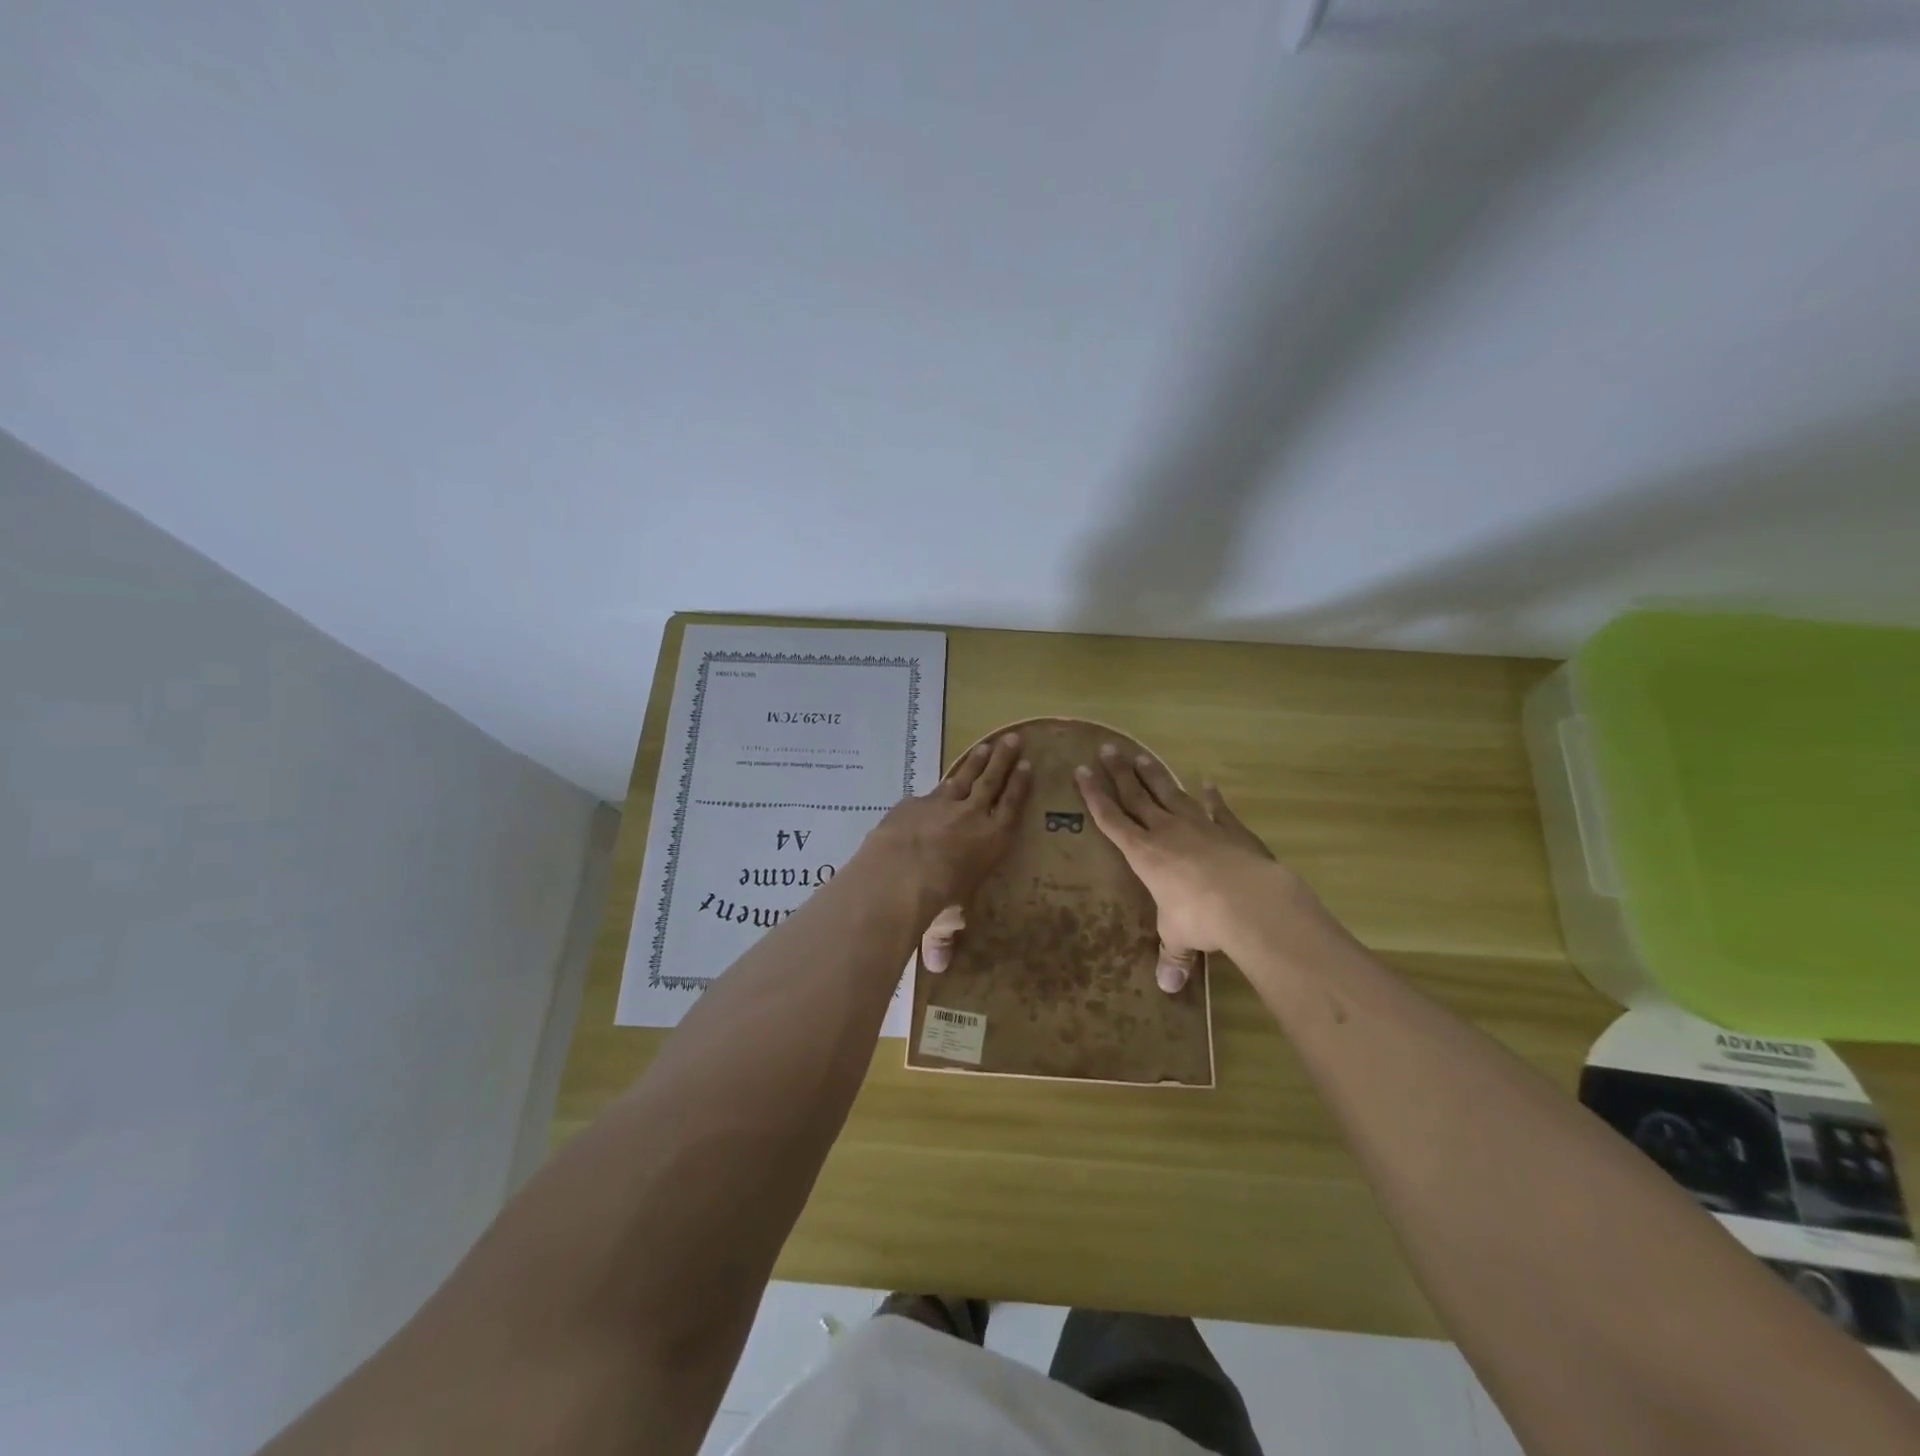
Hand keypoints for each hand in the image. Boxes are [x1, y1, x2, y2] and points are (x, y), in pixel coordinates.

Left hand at [856, 733, 1030, 964]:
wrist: (899, 875)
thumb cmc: (937, 901)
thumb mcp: (945, 922)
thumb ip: (942, 939)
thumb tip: (938, 968)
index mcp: (992, 840)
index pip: (1012, 806)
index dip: (1020, 786)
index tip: (1028, 765)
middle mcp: (972, 816)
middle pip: (992, 781)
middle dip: (1004, 760)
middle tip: (1013, 739)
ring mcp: (941, 804)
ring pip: (963, 777)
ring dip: (976, 761)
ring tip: (986, 745)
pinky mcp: (913, 804)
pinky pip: (928, 792)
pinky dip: (935, 787)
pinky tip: (935, 784)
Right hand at [1074, 745, 1306, 991]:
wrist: (1251, 902)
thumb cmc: (1201, 918)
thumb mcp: (1179, 938)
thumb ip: (1172, 956)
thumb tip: (1167, 987)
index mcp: (1144, 854)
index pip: (1112, 819)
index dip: (1095, 795)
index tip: (1082, 771)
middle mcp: (1167, 832)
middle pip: (1137, 796)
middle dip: (1119, 773)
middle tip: (1107, 749)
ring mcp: (1200, 826)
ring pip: (1171, 793)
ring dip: (1155, 775)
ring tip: (1141, 755)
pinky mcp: (1231, 830)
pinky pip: (1218, 809)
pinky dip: (1212, 797)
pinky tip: (1208, 783)